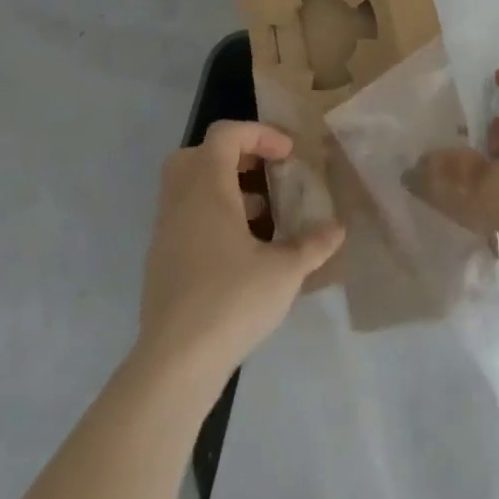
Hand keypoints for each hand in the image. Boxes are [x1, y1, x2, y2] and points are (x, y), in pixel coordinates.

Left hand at [135, 121, 344, 389]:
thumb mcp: (284, 271)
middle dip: (233, 156)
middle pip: (197, 155)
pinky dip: (211, 220)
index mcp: (207, 187)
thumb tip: (338, 229)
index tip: (287, 156)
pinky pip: (185, 220)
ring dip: (224, 190)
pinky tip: (241, 253)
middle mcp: (180, 201)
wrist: (174, 365)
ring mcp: (165, 233)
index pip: (226, 134)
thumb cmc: (231, 300)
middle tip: (263, 174)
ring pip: (189, 189)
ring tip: (262, 217)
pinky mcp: (160, 264)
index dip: (260, 134)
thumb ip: (313, 244)